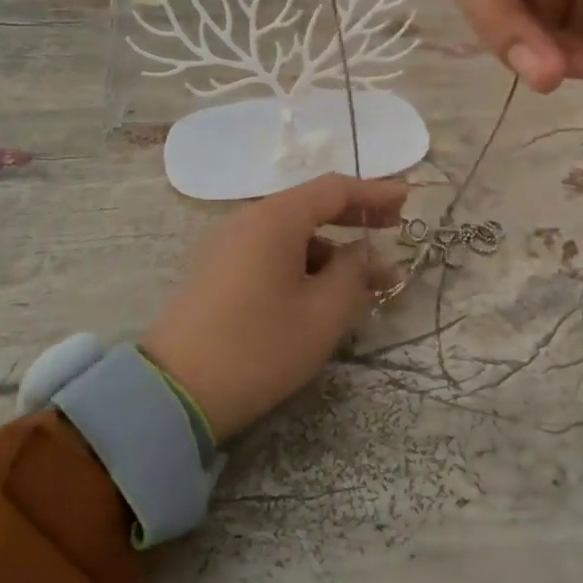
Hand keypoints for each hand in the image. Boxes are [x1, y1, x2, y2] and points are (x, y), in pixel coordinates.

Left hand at [141, 174, 406, 440]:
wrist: (174, 393)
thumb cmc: (259, 348)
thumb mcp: (323, 314)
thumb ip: (354, 273)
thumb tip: (363, 253)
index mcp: (275, 219)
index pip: (334, 189)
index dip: (375, 193)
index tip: (408, 200)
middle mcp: (248, 219)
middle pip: (310, 206)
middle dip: (354, 217)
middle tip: (392, 230)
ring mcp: (227, 244)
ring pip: (290, 233)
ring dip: (329, 249)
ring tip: (362, 281)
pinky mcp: (216, 270)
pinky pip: (269, 252)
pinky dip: (301, 262)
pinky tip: (320, 292)